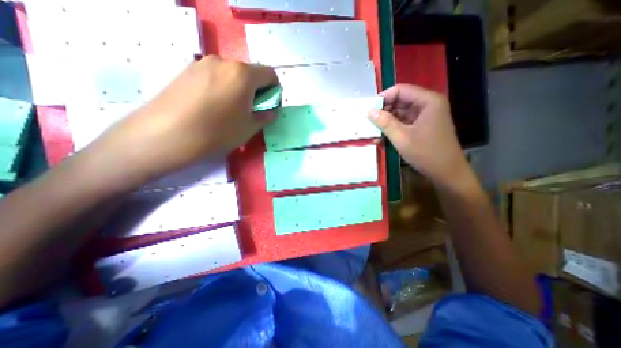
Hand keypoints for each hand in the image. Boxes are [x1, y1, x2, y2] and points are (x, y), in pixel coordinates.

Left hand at [93, 56, 277, 180]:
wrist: (166, 134)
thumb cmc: (217, 132)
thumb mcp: (249, 128)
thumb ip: (264, 117)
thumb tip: (270, 111)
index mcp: (243, 75)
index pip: (270, 74)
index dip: (274, 89)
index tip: (269, 104)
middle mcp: (223, 62)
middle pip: (250, 72)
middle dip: (256, 89)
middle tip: (250, 109)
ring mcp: (202, 64)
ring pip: (231, 74)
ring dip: (239, 88)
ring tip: (230, 109)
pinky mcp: (186, 70)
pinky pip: (214, 76)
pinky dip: (222, 87)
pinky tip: (213, 106)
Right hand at [368, 83, 465, 186]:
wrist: (446, 172)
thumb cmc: (426, 153)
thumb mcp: (401, 137)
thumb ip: (385, 122)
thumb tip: (369, 111)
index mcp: (427, 101)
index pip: (401, 90)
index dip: (383, 97)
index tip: (369, 109)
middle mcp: (428, 105)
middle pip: (400, 100)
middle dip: (383, 111)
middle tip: (368, 121)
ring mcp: (425, 116)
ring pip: (401, 113)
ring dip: (386, 121)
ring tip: (372, 131)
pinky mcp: (422, 127)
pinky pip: (404, 123)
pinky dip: (393, 128)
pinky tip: (381, 138)